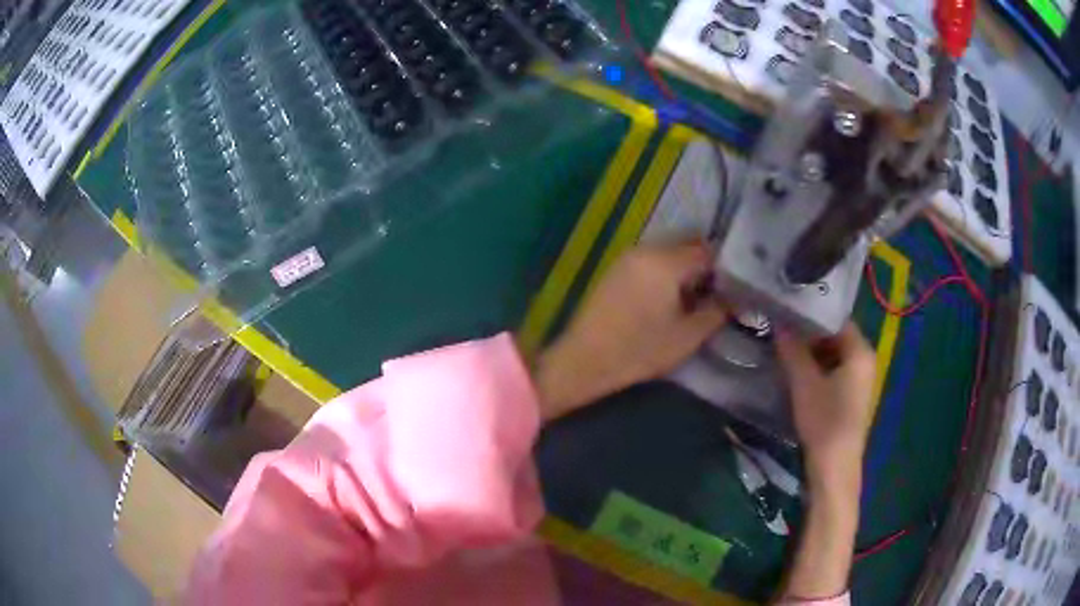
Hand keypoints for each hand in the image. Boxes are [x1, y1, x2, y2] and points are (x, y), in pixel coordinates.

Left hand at [533, 241, 726, 420]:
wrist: (584, 360)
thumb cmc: (639, 350)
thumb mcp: (687, 337)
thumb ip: (715, 313)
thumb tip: (731, 300)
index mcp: (666, 261)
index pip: (706, 250)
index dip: (724, 267)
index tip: (733, 287)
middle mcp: (646, 249)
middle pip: (686, 244)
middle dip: (704, 264)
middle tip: (716, 292)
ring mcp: (627, 257)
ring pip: (667, 251)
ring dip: (683, 267)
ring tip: (693, 297)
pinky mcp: (615, 269)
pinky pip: (649, 260)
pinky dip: (664, 271)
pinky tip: (668, 298)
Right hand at [775, 323, 876, 498]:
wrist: (834, 466)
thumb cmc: (824, 420)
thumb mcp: (804, 383)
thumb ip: (793, 350)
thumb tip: (780, 323)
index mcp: (860, 351)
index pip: (836, 320)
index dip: (811, 315)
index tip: (788, 311)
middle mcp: (865, 360)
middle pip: (836, 336)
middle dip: (809, 334)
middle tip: (782, 330)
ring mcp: (860, 379)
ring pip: (834, 355)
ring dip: (812, 352)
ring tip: (786, 347)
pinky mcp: (852, 396)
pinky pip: (835, 370)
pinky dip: (818, 367)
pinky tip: (798, 371)